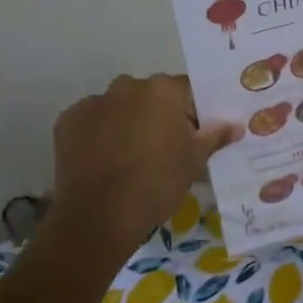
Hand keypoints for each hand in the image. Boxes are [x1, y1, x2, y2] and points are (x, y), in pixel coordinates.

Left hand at [48, 75, 239, 255]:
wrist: (99, 216)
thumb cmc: (156, 185)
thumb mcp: (193, 163)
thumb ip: (214, 137)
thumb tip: (235, 125)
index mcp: (163, 91)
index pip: (187, 91)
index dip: (193, 113)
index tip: (193, 138)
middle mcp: (127, 86)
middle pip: (151, 95)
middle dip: (158, 115)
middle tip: (163, 151)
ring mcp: (93, 102)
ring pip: (119, 107)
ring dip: (127, 122)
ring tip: (129, 159)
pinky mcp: (67, 120)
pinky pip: (92, 121)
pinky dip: (98, 135)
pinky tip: (103, 162)